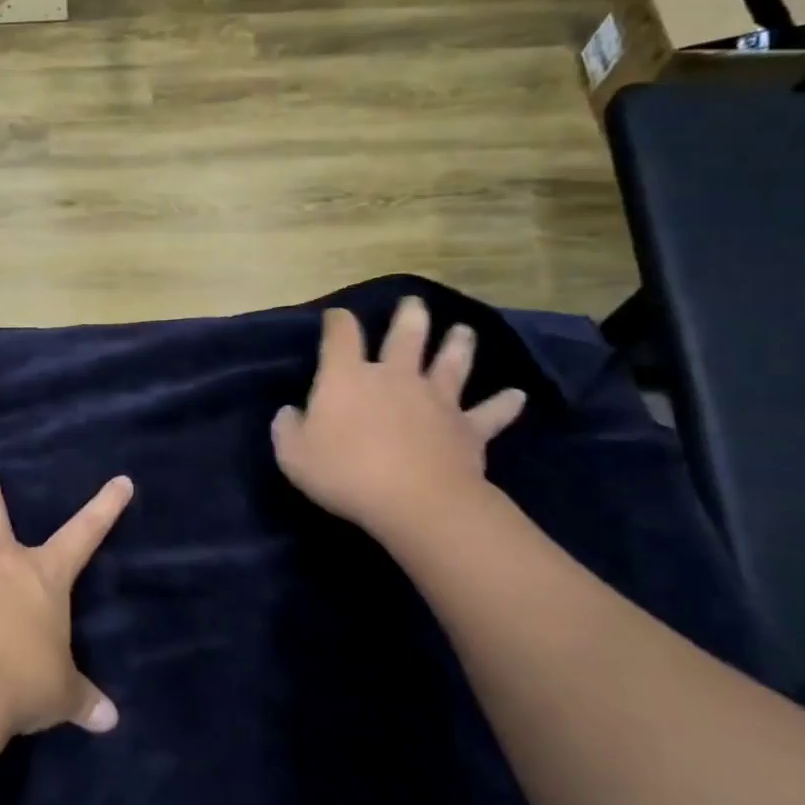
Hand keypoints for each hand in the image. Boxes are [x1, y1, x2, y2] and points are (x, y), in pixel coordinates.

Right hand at [272, 299, 526, 540]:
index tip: (337, 317)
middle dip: (408, 317)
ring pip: (451, 363)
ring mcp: (436, 399)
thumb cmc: (344, 472)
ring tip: (464, 330)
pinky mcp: (467, 428)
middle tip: (414, 304)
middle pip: (405, 336)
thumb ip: (287, 428)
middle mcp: (395, 377)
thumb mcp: (293, 454)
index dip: (338, 321)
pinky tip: (517, 396)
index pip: (341, 336)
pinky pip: (490, 413)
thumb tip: (289, 412)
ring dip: (459, 345)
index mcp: (348, 377)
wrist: (413, 500)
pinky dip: (504, 404)